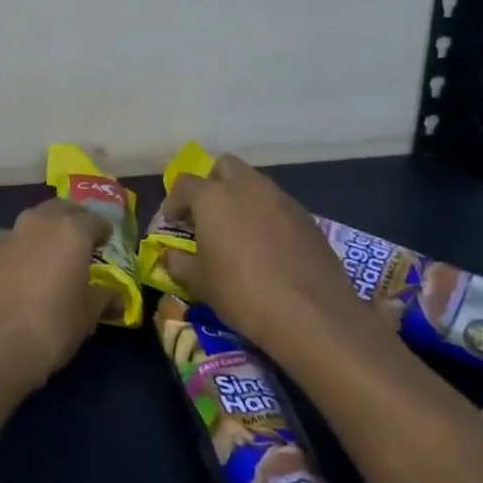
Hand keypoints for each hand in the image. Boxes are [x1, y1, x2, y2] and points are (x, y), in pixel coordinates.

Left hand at [0, 199, 111, 398]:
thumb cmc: (51, 326)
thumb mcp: (87, 316)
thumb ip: (103, 298)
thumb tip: (115, 295)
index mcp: (71, 231)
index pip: (95, 220)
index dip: (103, 231)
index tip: (106, 243)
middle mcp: (40, 221)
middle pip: (61, 209)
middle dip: (73, 219)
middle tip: (81, 240)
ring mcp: (10, 232)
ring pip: (35, 220)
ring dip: (46, 230)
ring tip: (54, 253)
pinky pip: (14, 239)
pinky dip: (24, 247)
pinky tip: (26, 269)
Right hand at [159, 154, 374, 364]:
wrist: (313, 316)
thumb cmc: (242, 293)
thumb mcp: (200, 283)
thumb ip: (179, 263)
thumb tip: (170, 257)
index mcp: (213, 197)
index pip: (184, 184)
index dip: (175, 201)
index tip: (174, 223)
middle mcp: (247, 187)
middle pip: (224, 167)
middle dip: (212, 184)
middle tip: (208, 215)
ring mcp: (282, 200)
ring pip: (255, 183)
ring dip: (242, 198)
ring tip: (240, 232)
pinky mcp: (308, 219)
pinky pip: (279, 206)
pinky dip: (268, 217)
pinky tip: (269, 248)